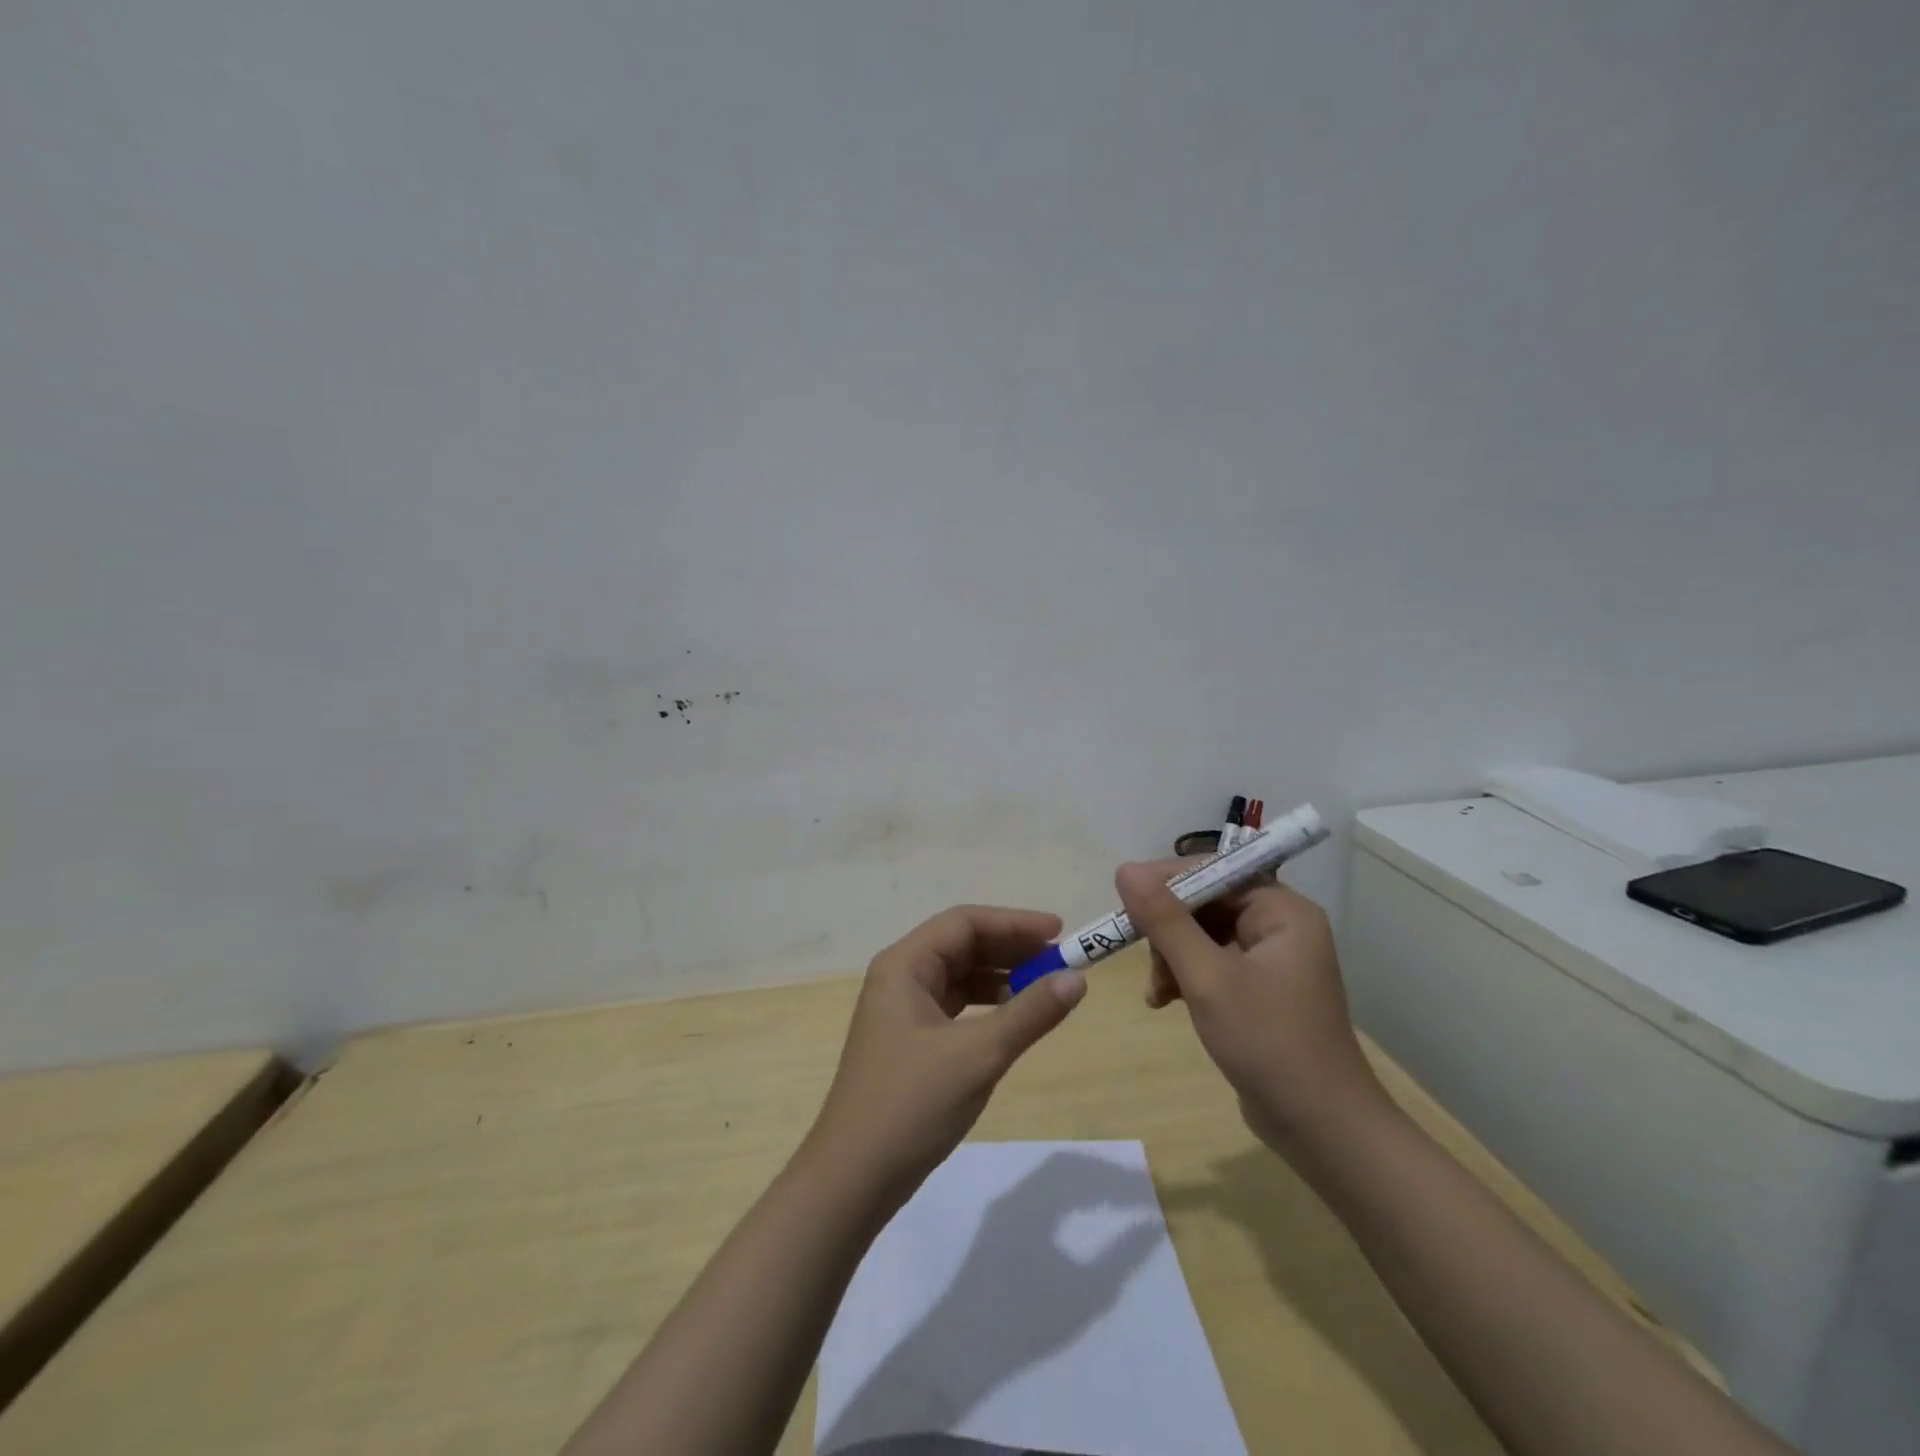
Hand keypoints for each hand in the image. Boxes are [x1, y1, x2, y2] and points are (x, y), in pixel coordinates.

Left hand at [805, 905, 1087, 1204]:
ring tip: (1044, 988)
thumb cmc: (912, 1104)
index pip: (964, 922)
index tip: (1059, 933)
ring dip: (1000, 977)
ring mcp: (901, 1011)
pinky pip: (954, 1006)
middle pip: (961, 945)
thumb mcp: (979, 1055)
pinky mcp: (908, 1041)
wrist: (853, 1179)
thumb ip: (1030, 1013)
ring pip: (959, 976)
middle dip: (1010, 949)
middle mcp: (899, 978)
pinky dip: (985, 1006)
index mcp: (904, 965)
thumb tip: (1077, 979)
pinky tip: (1012, 1019)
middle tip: (1058, 961)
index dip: (1014, 923)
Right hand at [1117, 861, 1388, 1154]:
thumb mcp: (1207, 978)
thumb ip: (1165, 921)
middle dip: (1168, 929)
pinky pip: (1211, 962)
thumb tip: (1125, 869)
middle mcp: (1280, 925)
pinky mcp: (1259, 989)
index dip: (1166, 882)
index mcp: (1281, 910)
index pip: (1214, 871)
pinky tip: (1165, 1001)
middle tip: (1140, 956)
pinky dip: (1185, 976)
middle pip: (1205, 902)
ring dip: (1171, 956)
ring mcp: (1271, 958)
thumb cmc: (1268, 1043)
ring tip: (1157, 991)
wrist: (1322, 1130)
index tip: (1124, 904)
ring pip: (1202, 934)